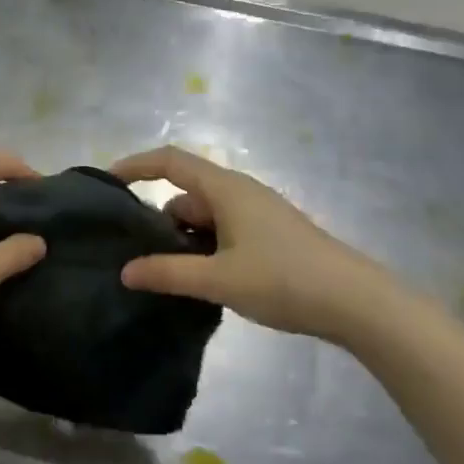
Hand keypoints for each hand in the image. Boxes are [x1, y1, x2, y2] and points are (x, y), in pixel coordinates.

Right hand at [110, 146, 398, 341]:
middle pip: (185, 193)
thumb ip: (169, 273)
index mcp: (225, 188)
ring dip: (184, 241)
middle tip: (135, 254)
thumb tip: (125, 271)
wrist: (356, 302)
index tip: (107, 183)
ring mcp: (256, 214)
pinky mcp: (269, 236)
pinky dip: (205, 250)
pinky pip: (223, 233)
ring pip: (205, 217)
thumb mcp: (219, 279)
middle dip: (159, 220)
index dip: (136, 165)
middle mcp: (239, 193)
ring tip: (167, 278)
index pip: (170, 161)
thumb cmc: (284, 279)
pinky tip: (202, 284)